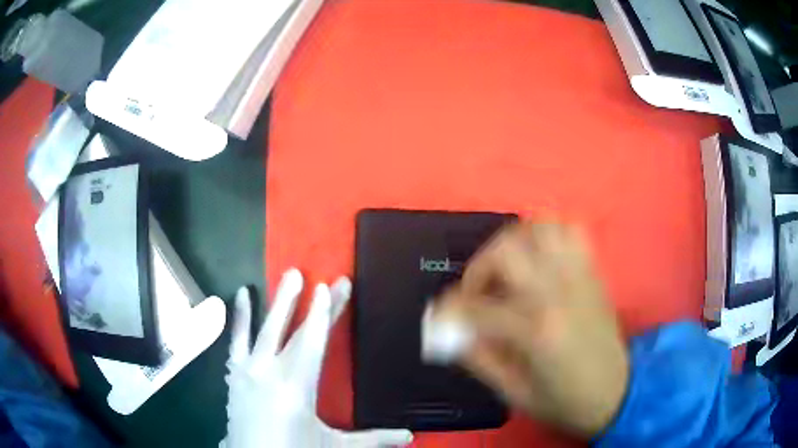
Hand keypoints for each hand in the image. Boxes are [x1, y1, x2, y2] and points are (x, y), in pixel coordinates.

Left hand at [222, 269, 412, 447]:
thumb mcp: (334, 446)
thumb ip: (373, 439)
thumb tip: (409, 436)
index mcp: (296, 386)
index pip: (316, 340)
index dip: (327, 311)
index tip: (334, 286)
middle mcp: (269, 371)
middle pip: (292, 330)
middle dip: (305, 301)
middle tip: (311, 274)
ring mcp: (248, 371)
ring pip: (262, 328)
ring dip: (276, 302)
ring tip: (286, 275)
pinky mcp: (235, 375)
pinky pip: (235, 339)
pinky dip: (239, 317)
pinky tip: (240, 297)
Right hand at [424, 222, 627, 436]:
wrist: (617, 392)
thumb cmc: (565, 400)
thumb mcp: (514, 392)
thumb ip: (479, 358)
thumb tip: (450, 332)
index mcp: (536, 330)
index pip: (477, 305)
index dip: (449, 309)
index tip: (441, 316)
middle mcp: (558, 293)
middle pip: (507, 250)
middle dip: (479, 267)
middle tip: (476, 291)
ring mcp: (579, 277)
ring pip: (540, 228)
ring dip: (514, 242)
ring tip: (507, 269)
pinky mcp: (592, 273)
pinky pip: (570, 232)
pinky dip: (548, 235)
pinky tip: (539, 259)